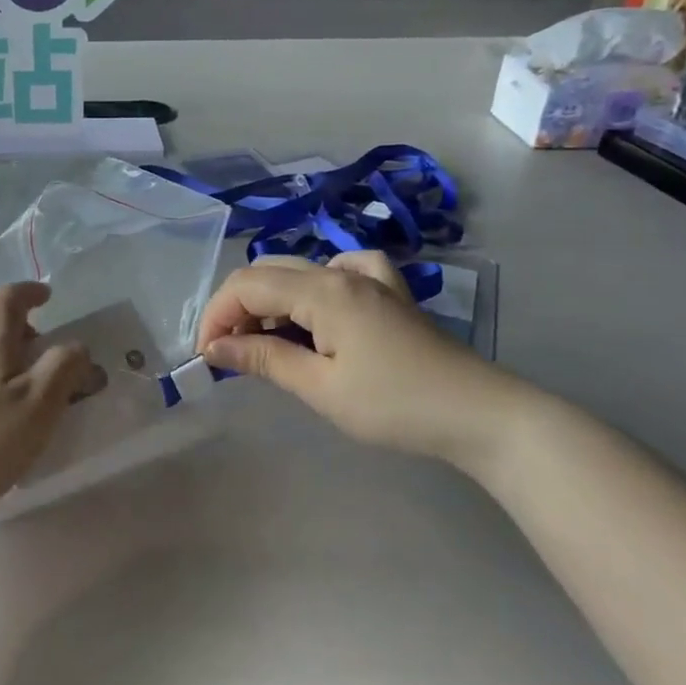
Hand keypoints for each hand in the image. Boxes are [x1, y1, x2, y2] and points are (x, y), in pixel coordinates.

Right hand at [196, 252, 527, 466]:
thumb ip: (264, 358)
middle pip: (267, 273)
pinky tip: (320, 309)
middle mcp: (342, 272)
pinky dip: (315, 287)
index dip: (216, 316)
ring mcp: (370, 278)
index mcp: (323, 290)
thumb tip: (214, 347)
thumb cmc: (395, 405)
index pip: (246, 286)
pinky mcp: (389, 292)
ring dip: (271, 302)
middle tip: (232, 354)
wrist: (479, 414)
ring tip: (269, 344)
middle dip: (238, 309)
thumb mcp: (320, 388)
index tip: (207, 357)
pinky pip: (341, 270)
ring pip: (299, 271)